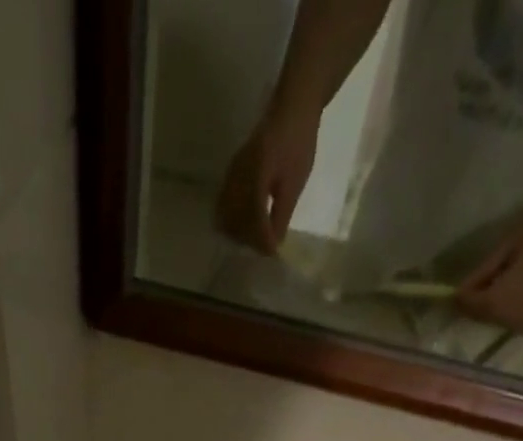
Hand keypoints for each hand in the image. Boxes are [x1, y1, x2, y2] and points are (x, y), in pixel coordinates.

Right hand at [216, 105, 319, 253]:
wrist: (293, 106)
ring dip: (239, 231)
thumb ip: (282, 214)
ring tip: (257, 237)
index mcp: (256, 175)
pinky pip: (224, 205)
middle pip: (235, 221)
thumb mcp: (294, 182)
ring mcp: (231, 174)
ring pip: (226, 215)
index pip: (253, 218)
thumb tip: (273, 245)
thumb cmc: (298, 142)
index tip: (272, 253)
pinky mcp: (231, 174)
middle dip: (249, 239)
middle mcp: (238, 175)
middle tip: (266, 246)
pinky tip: (247, 225)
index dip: (261, 240)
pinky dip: (233, 220)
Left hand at [455, 197, 522, 332]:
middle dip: (479, 305)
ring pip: (503, 322)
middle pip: (487, 318)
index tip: (455, 291)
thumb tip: (461, 291)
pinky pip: (521, 320)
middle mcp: (518, 318)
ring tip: (497, 287)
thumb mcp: (507, 247)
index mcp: (506, 299)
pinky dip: (513, 311)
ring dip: (495, 310)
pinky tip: (517, 294)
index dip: (463, 299)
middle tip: (476, 287)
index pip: (474, 307)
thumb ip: (483, 273)